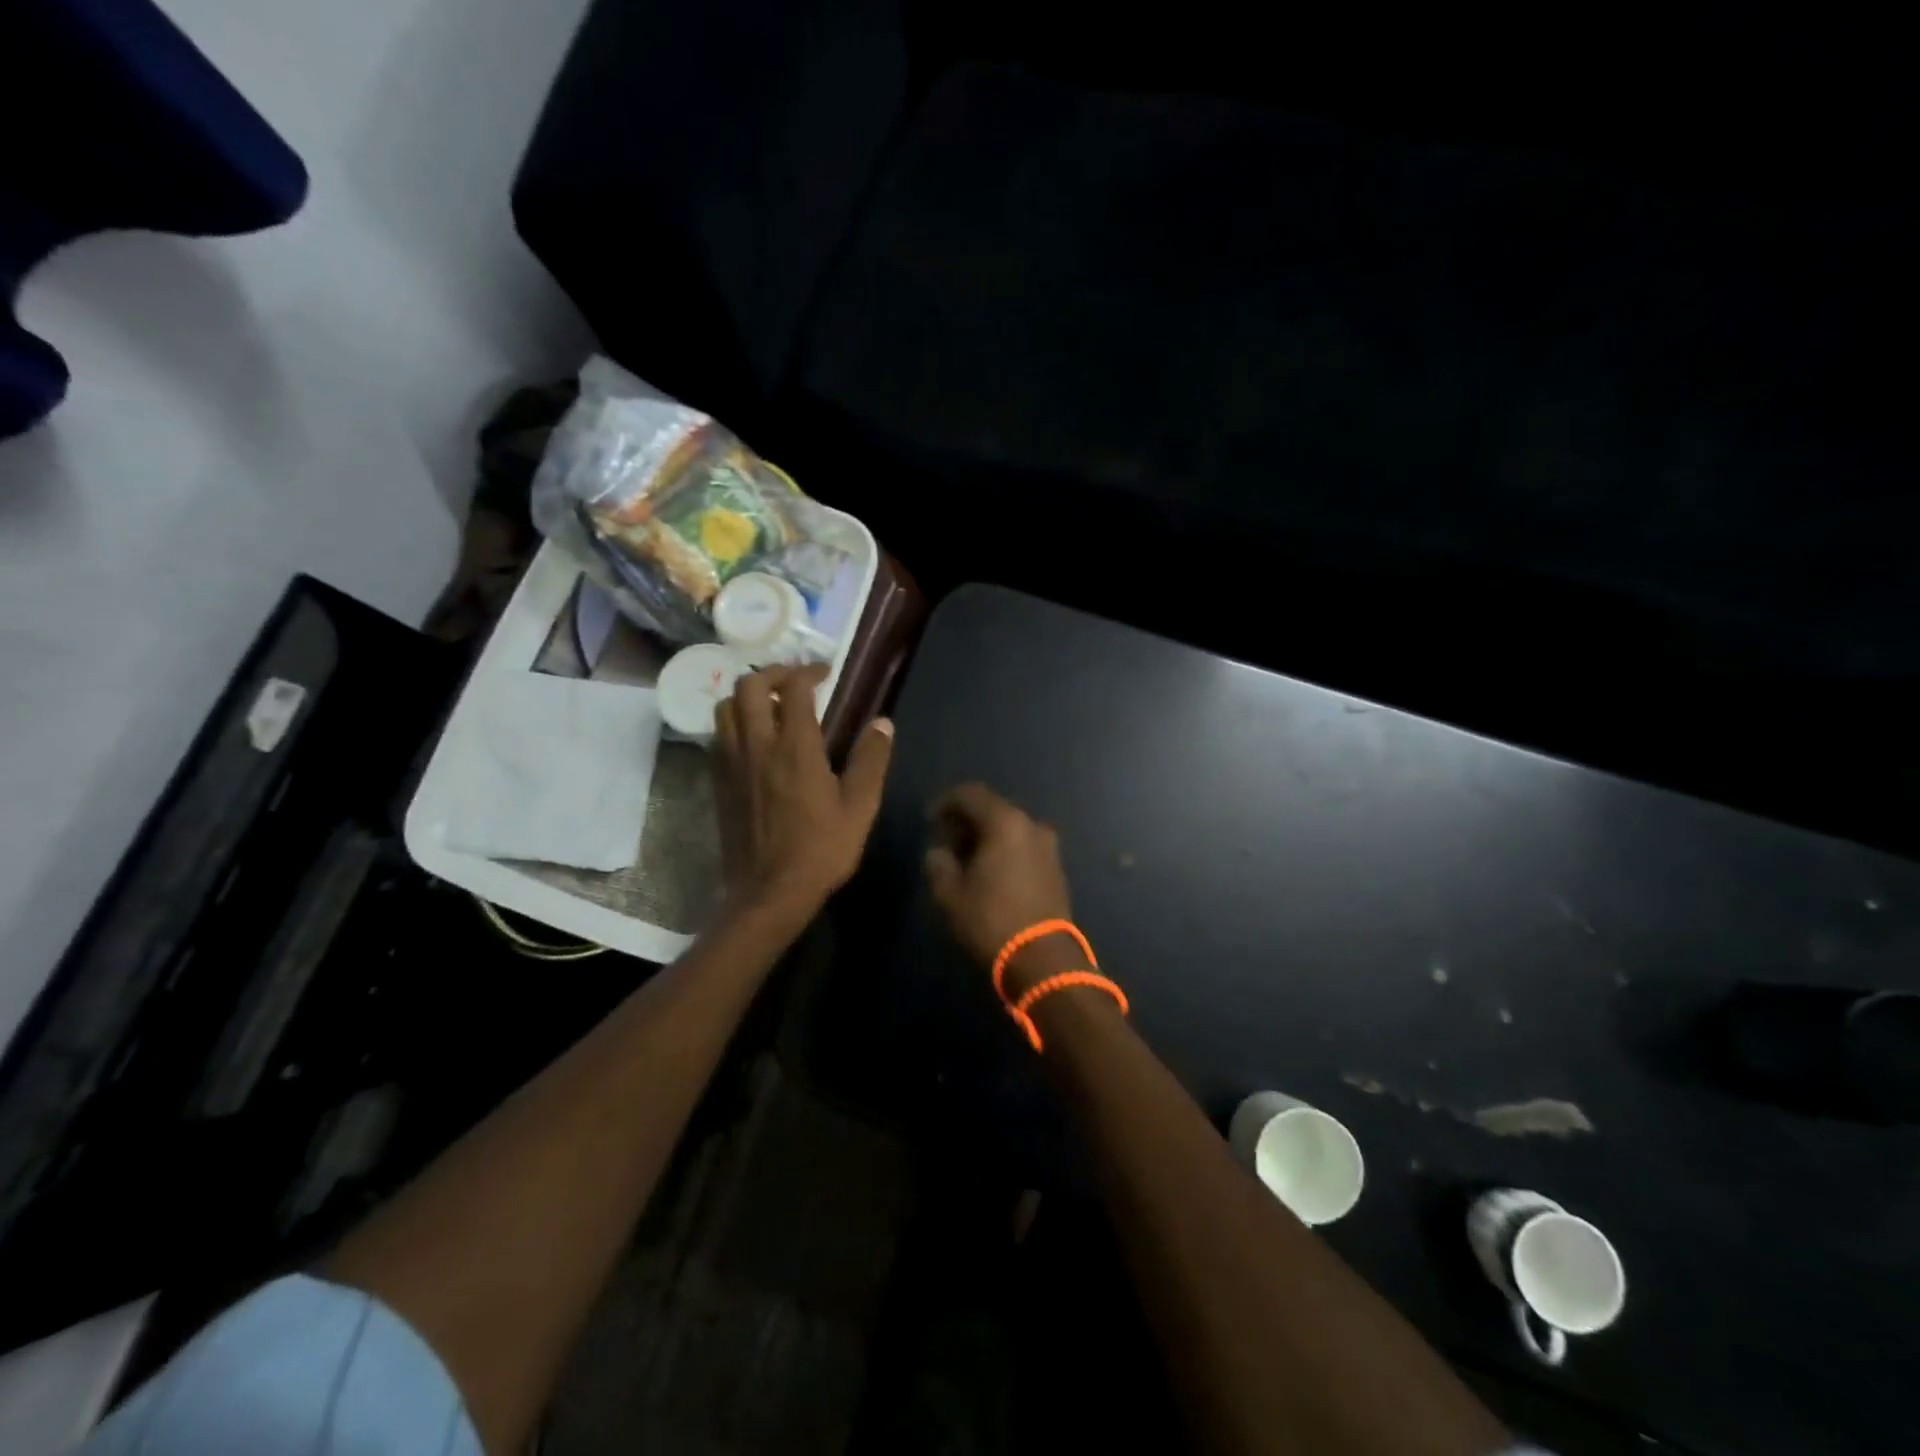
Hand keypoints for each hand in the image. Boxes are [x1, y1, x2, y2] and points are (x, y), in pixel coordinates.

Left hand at [714, 663, 894, 925]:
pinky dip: (735, 723)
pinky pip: (719, 736)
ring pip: (726, 707)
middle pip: (748, 685)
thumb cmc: (820, 850)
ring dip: (747, 696)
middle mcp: (757, 746)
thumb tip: (882, 722)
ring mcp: (732, 763)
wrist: (768, 893)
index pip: (793, 689)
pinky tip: (754, 740)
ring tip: (770, 706)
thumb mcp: (860, 807)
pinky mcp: (718, 782)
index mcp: (795, 748)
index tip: (825, 674)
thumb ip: (871, 760)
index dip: (808, 671)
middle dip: (772, 674)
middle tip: (794, 683)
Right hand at [924, 784, 1080, 995]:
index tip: (930, 821)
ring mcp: (1048, 845)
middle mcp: (1031, 825)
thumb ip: (938, 863)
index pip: (970, 794)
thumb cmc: (991, 920)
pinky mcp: (1055, 866)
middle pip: (992, 808)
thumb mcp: (950, 893)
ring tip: (965, 859)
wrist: (1043, 958)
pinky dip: (1004, 849)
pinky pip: (1023, 845)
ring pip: (1009, 827)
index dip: (945, 803)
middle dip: (966, 820)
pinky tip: (989, 871)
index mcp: (1005, 822)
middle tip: (945, 841)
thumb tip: (940, 851)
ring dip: (985, 836)